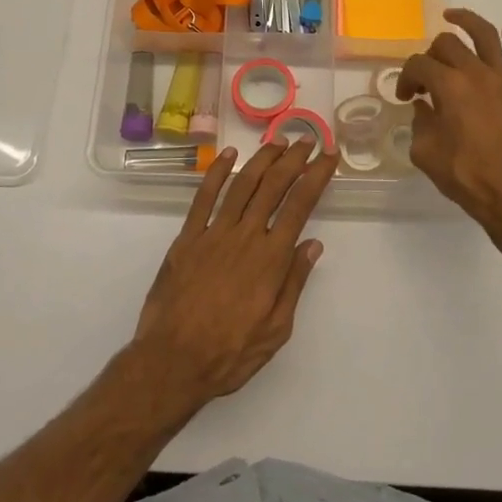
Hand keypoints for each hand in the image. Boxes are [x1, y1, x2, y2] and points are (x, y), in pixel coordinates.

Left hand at [132, 140, 335, 405]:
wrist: (172, 361)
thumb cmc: (230, 353)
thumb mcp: (276, 329)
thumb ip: (294, 283)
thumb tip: (313, 244)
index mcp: (271, 258)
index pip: (300, 205)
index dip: (316, 176)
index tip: (329, 157)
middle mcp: (245, 236)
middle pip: (274, 185)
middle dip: (294, 159)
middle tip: (307, 140)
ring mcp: (214, 233)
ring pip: (242, 184)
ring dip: (262, 158)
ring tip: (277, 141)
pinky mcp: (188, 237)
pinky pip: (204, 196)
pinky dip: (217, 172)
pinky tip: (229, 155)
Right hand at [398, 9, 501, 248]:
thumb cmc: (468, 178)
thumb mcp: (426, 154)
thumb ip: (420, 124)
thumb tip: (425, 108)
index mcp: (449, 87)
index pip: (419, 65)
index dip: (406, 77)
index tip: (406, 97)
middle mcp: (477, 73)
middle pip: (448, 44)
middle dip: (430, 55)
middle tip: (428, 76)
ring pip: (487, 36)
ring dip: (468, 21)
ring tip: (454, 16)